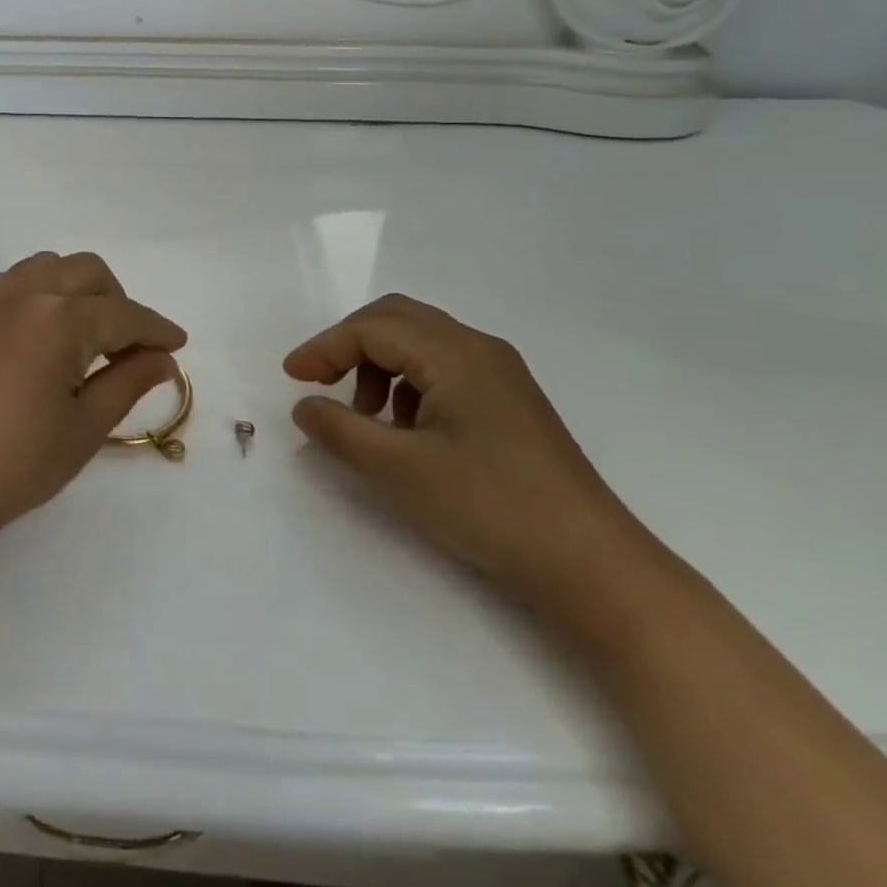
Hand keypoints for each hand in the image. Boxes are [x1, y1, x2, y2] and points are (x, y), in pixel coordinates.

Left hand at [0, 252, 185, 549]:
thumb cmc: (15, 465)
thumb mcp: (86, 428)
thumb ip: (130, 381)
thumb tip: (163, 358)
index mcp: (61, 320)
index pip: (124, 314)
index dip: (156, 329)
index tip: (177, 343)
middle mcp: (24, 292)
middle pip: (88, 272)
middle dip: (117, 301)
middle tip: (125, 346)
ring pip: (47, 267)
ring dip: (75, 290)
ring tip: (79, 337)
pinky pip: (9, 282)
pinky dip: (35, 295)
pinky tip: (33, 336)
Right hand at [286, 295, 650, 605]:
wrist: (594, 567)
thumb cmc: (490, 508)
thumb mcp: (399, 470)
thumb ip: (340, 430)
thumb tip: (304, 406)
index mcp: (454, 353)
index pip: (372, 329)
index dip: (324, 348)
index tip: (291, 378)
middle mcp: (479, 349)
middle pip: (396, 319)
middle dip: (349, 344)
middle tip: (320, 381)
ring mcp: (501, 374)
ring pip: (420, 342)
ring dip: (379, 365)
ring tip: (366, 417)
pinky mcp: (510, 402)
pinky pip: (444, 368)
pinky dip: (408, 384)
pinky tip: (407, 430)